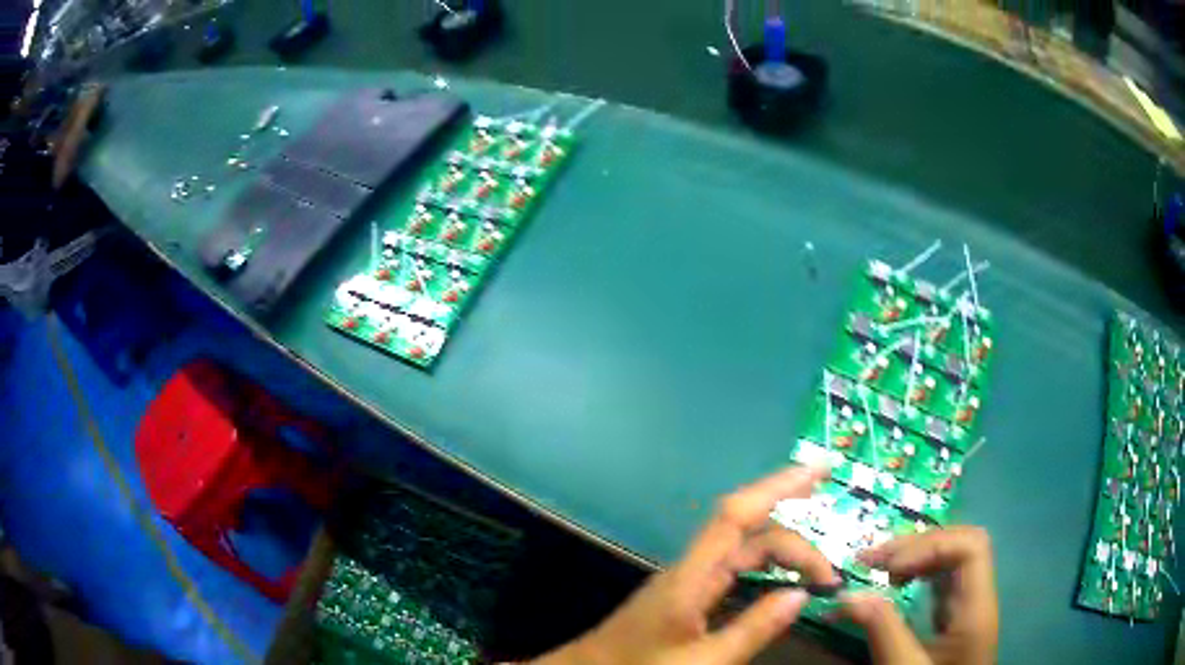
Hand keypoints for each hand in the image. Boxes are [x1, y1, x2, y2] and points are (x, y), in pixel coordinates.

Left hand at [537, 466, 837, 663]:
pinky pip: (736, 575)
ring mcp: (690, 582)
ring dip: (784, 559)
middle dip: (797, 545)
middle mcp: (693, 568)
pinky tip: (783, 588)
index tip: (819, 469)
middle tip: (830, 576)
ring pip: (745, 555)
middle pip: (751, 537)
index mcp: (692, 575)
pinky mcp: (689, 597)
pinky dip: (766, 576)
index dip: (779, 485)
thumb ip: (753, 629)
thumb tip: (801, 595)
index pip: (739, 514)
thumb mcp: (702, 660)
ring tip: (818, 576)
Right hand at [840, 527, 997, 664]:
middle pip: (960, 543)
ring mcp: (970, 602)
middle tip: (871, 559)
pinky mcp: (958, 612)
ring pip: (952, 555)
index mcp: (976, 607)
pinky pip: (944, 575)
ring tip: (878, 566)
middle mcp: (979, 596)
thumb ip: (881, 630)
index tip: (890, 568)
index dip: (931, 546)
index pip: (970, 547)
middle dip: (916, 545)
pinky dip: (918, 570)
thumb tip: (846, 594)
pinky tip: (897, 581)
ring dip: (916, 554)